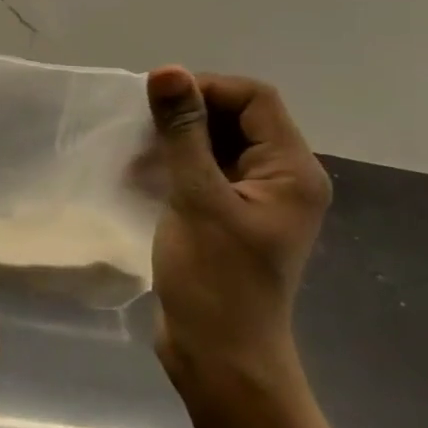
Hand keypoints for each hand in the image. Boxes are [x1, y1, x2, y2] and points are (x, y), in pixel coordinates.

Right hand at [145, 68, 331, 392]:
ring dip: (177, 140)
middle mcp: (282, 179)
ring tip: (135, 152)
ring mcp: (255, 201)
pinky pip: (205, 172)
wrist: (220, 356)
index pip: (256, 99)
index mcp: (292, 171)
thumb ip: (183, 133)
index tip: (156, 100)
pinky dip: (175, 165)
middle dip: (188, 114)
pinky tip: (142, 175)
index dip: (206, 88)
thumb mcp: (196, 199)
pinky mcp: (229, 218)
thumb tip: (167, 71)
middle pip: (238, 119)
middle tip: (140, 126)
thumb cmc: (214, 278)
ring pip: (218, 145)